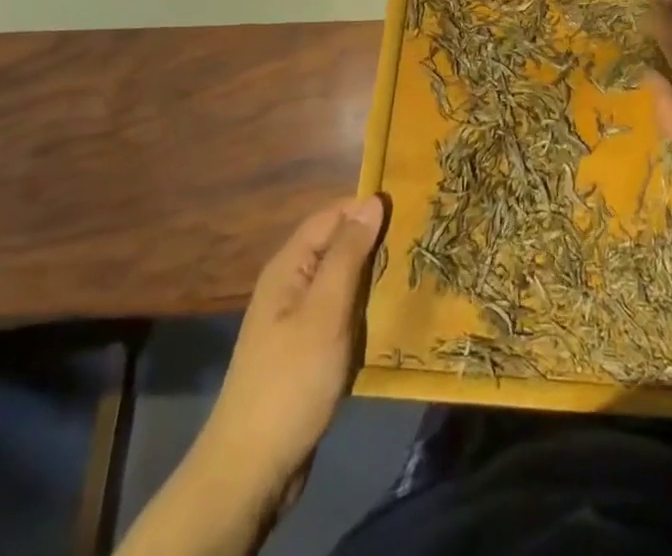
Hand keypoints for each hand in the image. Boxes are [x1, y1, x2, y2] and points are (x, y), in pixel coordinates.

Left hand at [198, 195, 385, 516]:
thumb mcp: (325, 311)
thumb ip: (348, 253)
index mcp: (289, 266)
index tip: (411, 208)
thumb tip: (372, 200)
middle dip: (375, 241)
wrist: (251, 471)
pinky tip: (393, 315)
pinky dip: (365, 308)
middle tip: (420, 242)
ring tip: (415, 273)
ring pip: (343, 280)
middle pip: (338, 245)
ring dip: (374, 277)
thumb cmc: (291, 381)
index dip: (368, 208)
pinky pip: (342, 313)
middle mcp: (291, 284)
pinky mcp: (308, 349)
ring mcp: (298, 318)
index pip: (333, 215)